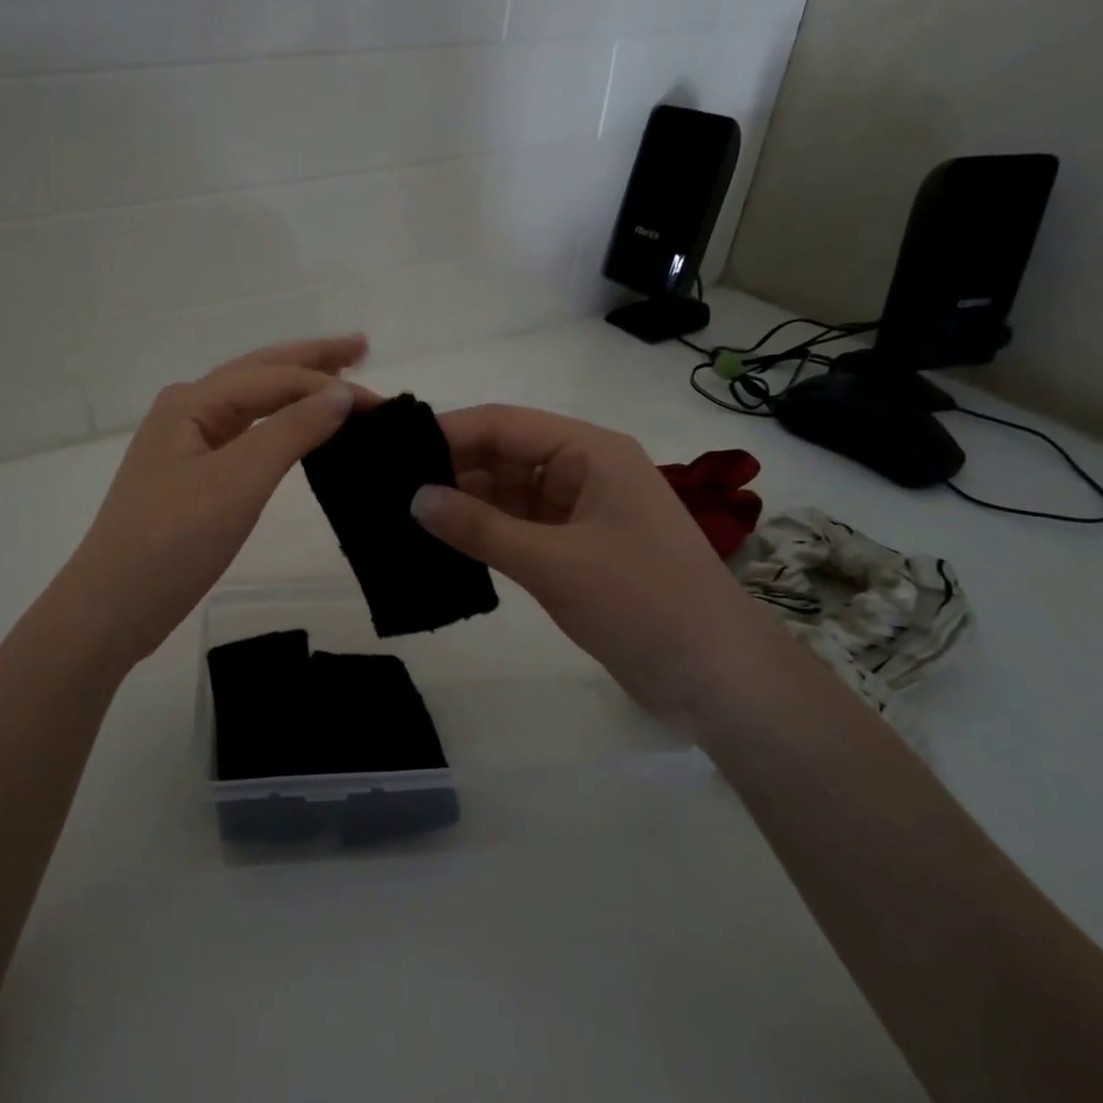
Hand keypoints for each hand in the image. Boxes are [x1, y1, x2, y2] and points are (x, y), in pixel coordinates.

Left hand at [62, 337, 370, 669]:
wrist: (114, 606)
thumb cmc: (173, 541)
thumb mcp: (238, 481)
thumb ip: (291, 431)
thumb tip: (341, 394)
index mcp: (192, 402)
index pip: (275, 378)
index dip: (329, 383)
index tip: (383, 403)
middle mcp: (187, 411)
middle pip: (260, 373)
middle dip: (311, 360)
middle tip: (362, 347)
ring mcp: (186, 444)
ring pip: (252, 403)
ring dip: (295, 388)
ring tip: (338, 379)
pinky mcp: (192, 476)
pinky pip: (245, 434)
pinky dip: (279, 424)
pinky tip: (296, 426)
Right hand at [409, 404, 776, 734]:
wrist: (716, 678)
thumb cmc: (642, 603)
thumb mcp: (554, 563)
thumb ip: (480, 528)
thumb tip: (414, 499)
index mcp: (590, 452)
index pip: (504, 424)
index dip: (448, 433)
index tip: (391, 450)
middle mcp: (583, 471)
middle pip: (504, 455)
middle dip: (450, 469)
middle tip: (385, 487)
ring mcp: (579, 512)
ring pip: (507, 494)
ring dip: (463, 503)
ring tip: (400, 514)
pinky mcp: (574, 550)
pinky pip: (517, 528)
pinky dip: (483, 533)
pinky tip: (440, 542)